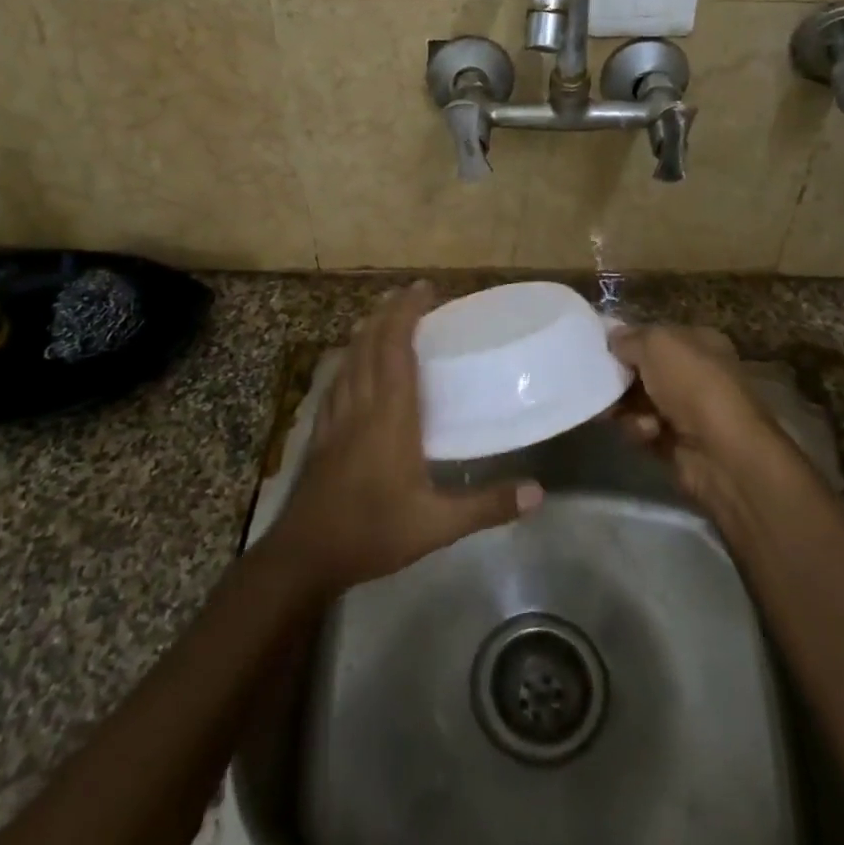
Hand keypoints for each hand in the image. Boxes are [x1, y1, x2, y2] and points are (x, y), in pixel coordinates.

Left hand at [270, 283, 542, 595]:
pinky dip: (348, 360)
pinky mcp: (321, 432)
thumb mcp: (436, 525)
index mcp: (390, 415)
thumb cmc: (372, 532)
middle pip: (370, 344)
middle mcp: (361, 405)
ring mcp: (336, 417)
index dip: (407, 313)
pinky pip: (336, 381)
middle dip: (388, 312)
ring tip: (384, 318)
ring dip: (367, 331)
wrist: (305, 555)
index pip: (396, 349)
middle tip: (410, 294)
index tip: (424, 288)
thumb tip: (538, 493)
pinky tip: (351, 366)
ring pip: (349, 359)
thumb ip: (487, 506)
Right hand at [608, 324, 816, 530]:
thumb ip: (629, 338)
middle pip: (643, 370)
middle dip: (620, 377)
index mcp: (698, 343)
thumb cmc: (692, 385)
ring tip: (620, 413)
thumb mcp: (656, 345)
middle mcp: (695, 373)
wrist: (722, 452)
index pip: (655, 335)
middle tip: (598, 381)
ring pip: (638, 402)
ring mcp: (687, 410)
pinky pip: (644, 430)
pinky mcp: (677, 442)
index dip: (627, 340)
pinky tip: (648, 434)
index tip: (599, 348)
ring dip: (626, 407)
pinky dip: (640, 431)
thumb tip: (612, 338)